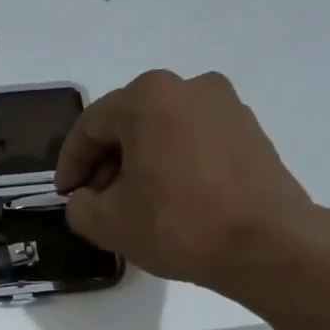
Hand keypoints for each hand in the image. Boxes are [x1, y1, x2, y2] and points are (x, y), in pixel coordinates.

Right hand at [55, 69, 323, 298]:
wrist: (264, 242)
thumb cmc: (177, 224)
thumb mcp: (107, 223)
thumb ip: (79, 206)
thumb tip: (85, 199)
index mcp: (148, 98)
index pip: (90, 125)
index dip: (70, 164)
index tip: (65, 197)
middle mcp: (188, 87)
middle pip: (129, 123)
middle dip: (105, 163)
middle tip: (97, 203)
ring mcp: (225, 106)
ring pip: (163, 132)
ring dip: (140, 164)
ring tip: (133, 206)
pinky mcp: (249, 131)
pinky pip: (194, 142)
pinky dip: (173, 165)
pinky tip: (170, 201)